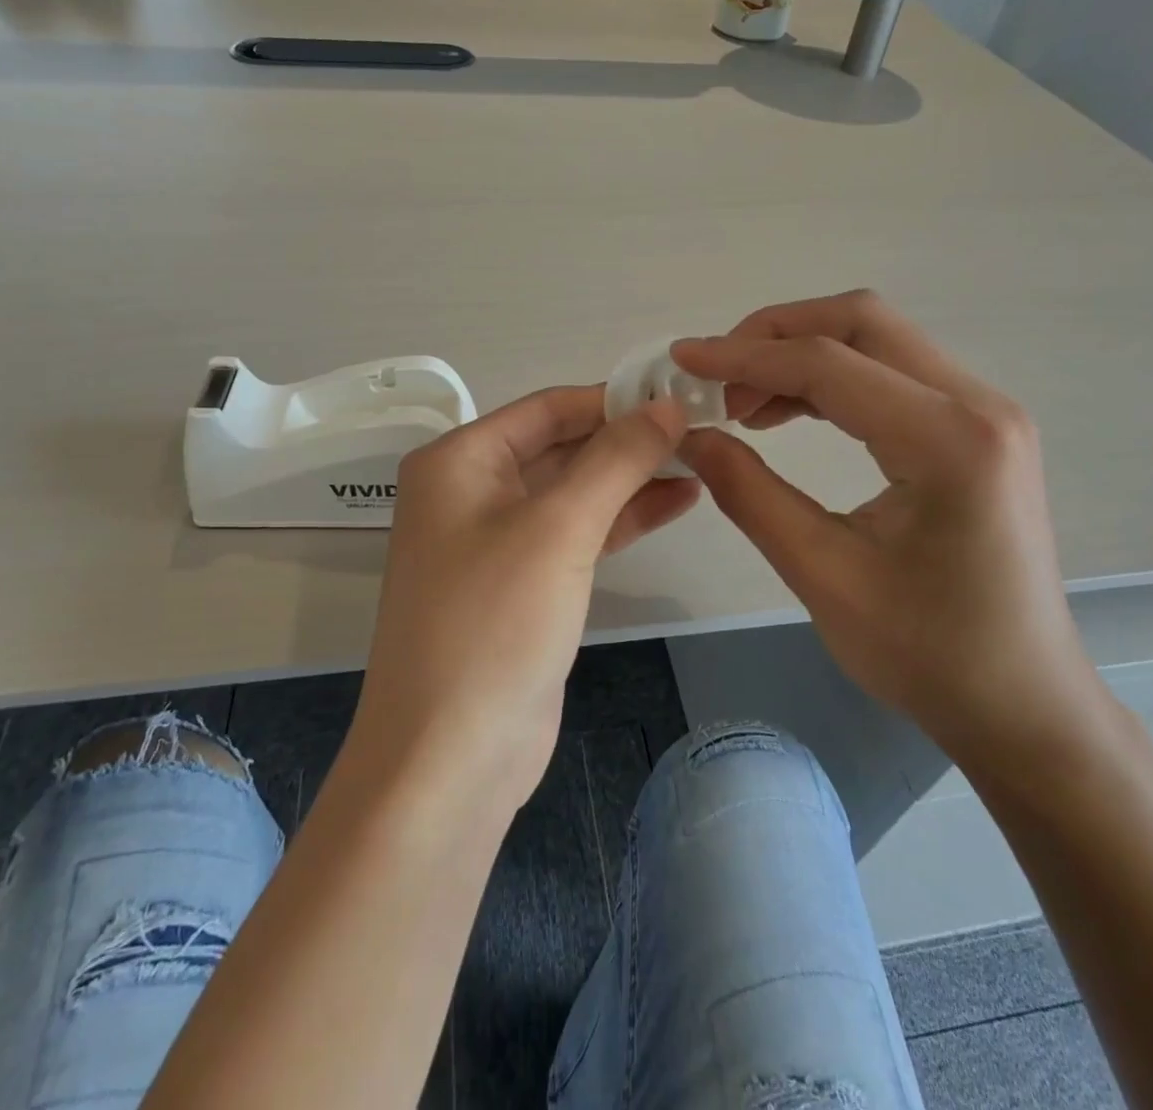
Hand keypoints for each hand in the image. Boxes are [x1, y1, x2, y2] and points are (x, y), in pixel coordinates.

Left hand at [354, 386, 697, 807]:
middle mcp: (471, 491)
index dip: (613, 398)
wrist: (450, 758)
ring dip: (632, 477)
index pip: (547, 408)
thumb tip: (667, 403)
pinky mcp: (524, 584)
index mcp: (459, 461)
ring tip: (701, 459)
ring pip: (575, 490)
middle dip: (628, 439)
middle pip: (561, 446)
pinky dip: (624, 517)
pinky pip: (577, 533)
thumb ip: (616, 459)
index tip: (680, 394)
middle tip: (702, 427)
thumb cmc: (494, 624)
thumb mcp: (559, 528)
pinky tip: (678, 501)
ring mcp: (497, 540)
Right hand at [674, 291, 1101, 763]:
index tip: (683, 359)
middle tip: (717, 376)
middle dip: (776, 335)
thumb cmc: (926, 654)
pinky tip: (789, 413)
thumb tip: (690, 435)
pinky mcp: (977, 429)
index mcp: (947, 441)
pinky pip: (893, 375)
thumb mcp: (822, 575)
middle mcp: (977, 405)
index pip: (828, 363)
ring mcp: (985, 412)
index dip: (743, 356)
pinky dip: (833, 380)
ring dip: (802, 355)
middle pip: (862, 322)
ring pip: (878, 340)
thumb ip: (749, 493)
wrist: (1022, 703)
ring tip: (743, 404)